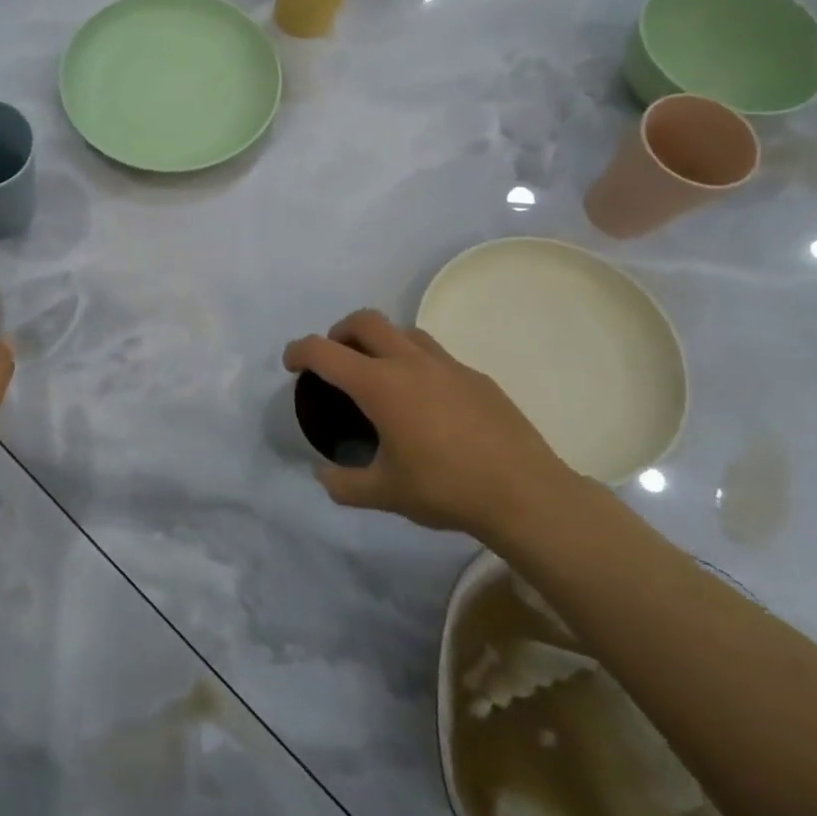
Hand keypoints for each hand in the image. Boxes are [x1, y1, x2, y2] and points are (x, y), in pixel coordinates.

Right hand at [282, 310, 573, 538]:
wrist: (525, 494)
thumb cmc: (445, 489)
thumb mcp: (383, 494)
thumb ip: (343, 484)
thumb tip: (323, 475)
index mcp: (380, 385)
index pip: (324, 351)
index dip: (299, 351)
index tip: (291, 364)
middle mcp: (410, 363)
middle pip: (365, 321)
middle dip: (339, 331)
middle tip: (335, 359)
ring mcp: (448, 365)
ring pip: (404, 331)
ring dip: (381, 341)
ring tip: (379, 375)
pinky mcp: (476, 377)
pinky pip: (436, 356)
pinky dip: (416, 364)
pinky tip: (426, 402)